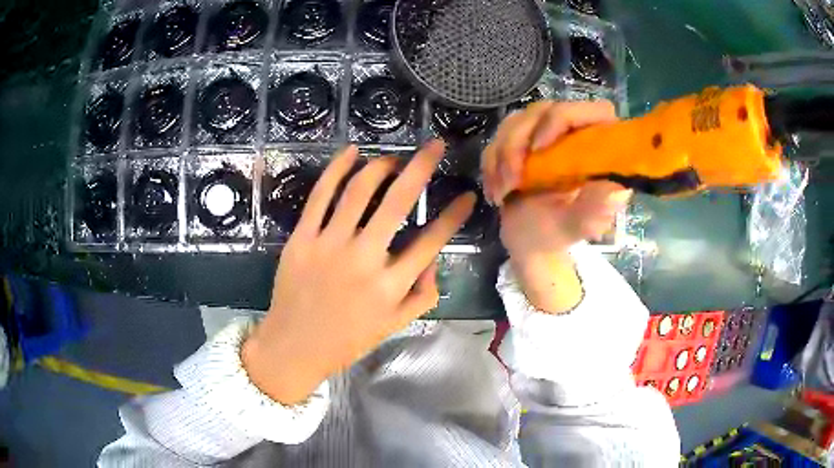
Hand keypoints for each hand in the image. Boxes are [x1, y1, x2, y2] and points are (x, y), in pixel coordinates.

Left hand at [242, 141, 475, 404]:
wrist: (294, 346)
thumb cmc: (347, 340)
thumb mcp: (394, 326)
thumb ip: (423, 295)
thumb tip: (433, 261)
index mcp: (390, 286)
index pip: (431, 241)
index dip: (454, 215)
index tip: (467, 195)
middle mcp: (363, 259)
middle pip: (397, 202)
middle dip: (421, 167)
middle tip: (435, 146)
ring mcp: (329, 245)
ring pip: (358, 191)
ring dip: (380, 166)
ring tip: (393, 159)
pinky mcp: (302, 238)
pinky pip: (320, 195)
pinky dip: (337, 169)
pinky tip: (351, 152)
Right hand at [481, 101, 630, 311]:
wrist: (527, 240)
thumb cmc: (557, 233)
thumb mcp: (575, 227)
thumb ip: (593, 212)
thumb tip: (615, 193)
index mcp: (599, 150)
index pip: (596, 111)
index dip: (564, 119)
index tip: (539, 149)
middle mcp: (575, 134)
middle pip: (545, 110)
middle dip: (519, 143)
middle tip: (512, 179)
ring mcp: (546, 132)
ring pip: (518, 121)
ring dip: (503, 156)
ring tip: (502, 192)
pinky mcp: (522, 138)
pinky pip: (499, 135)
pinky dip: (492, 163)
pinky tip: (496, 190)